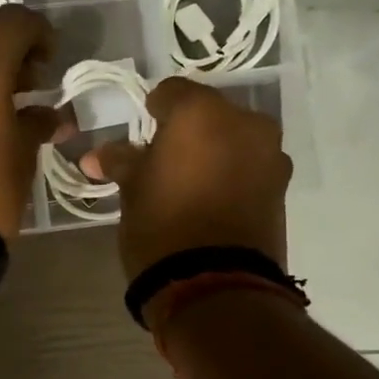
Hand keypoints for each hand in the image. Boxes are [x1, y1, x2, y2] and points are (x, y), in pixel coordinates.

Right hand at [84, 77, 291, 281]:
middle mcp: (244, 122)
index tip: (139, 137)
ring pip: (233, 139)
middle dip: (186, 132)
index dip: (151, 111)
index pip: (170, 92)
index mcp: (201, 112)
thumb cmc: (162, 226)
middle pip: (208, 113)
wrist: (216, 287)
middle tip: (162, 161)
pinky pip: (250, 166)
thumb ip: (120, 162)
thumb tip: (97, 155)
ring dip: (212, 152)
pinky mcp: (282, 187)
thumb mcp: (132, 191)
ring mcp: (269, 154)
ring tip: (189, 183)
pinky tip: (211, 200)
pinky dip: (231, 174)